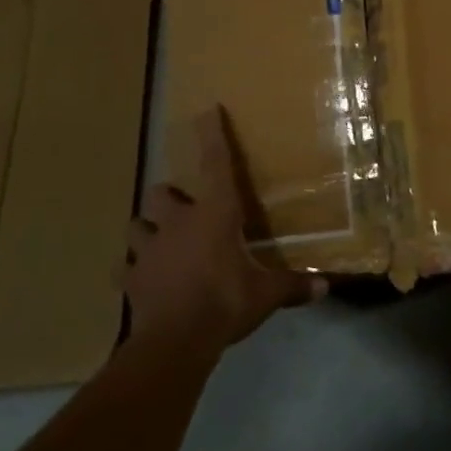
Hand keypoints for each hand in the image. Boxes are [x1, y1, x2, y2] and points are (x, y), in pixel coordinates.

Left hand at [128, 107, 326, 352]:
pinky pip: (124, 267)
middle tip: (183, 211)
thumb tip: (326, 287)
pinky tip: (141, 279)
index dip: (212, 135)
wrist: (176, 341)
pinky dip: (131, 270)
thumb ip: (293, 286)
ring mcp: (149, 249)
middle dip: (169, 198)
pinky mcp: (131, 277)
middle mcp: (177, 223)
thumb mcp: (265, 295)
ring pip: (136, 225)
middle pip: (160, 193)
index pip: (216, 164)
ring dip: (146, 230)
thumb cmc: (225, 303)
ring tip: (158, 241)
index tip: (207, 110)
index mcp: (214, 215)